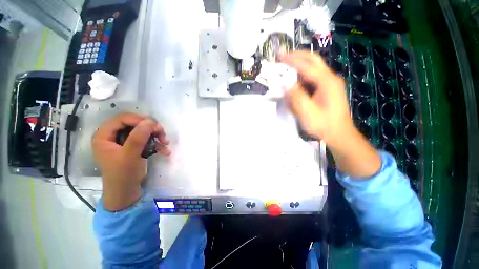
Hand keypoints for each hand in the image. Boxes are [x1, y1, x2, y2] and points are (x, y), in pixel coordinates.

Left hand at [92, 113, 169, 210]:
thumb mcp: (129, 156)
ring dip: (156, 135)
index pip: (122, 119)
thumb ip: (138, 138)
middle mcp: (113, 136)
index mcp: (104, 136)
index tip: (154, 127)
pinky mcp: (133, 147)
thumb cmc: (123, 175)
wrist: (126, 192)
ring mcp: (124, 141)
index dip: (139, 120)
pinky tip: (164, 150)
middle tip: (162, 134)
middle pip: (134, 123)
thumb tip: (150, 121)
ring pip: (142, 131)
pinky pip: (146, 139)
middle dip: (150, 128)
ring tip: (165, 142)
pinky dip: (156, 143)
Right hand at [281, 51, 380, 177]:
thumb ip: (296, 97)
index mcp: (326, 82)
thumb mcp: (307, 113)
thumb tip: (284, 83)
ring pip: (314, 67)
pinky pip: (314, 77)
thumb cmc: (323, 125)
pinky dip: (303, 75)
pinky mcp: (328, 88)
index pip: (306, 65)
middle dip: (297, 55)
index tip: (279, 56)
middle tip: (283, 56)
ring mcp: (331, 83)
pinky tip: (295, 80)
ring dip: (300, 64)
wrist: (340, 134)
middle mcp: (330, 78)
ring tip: (286, 66)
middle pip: (313, 60)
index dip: (292, 60)